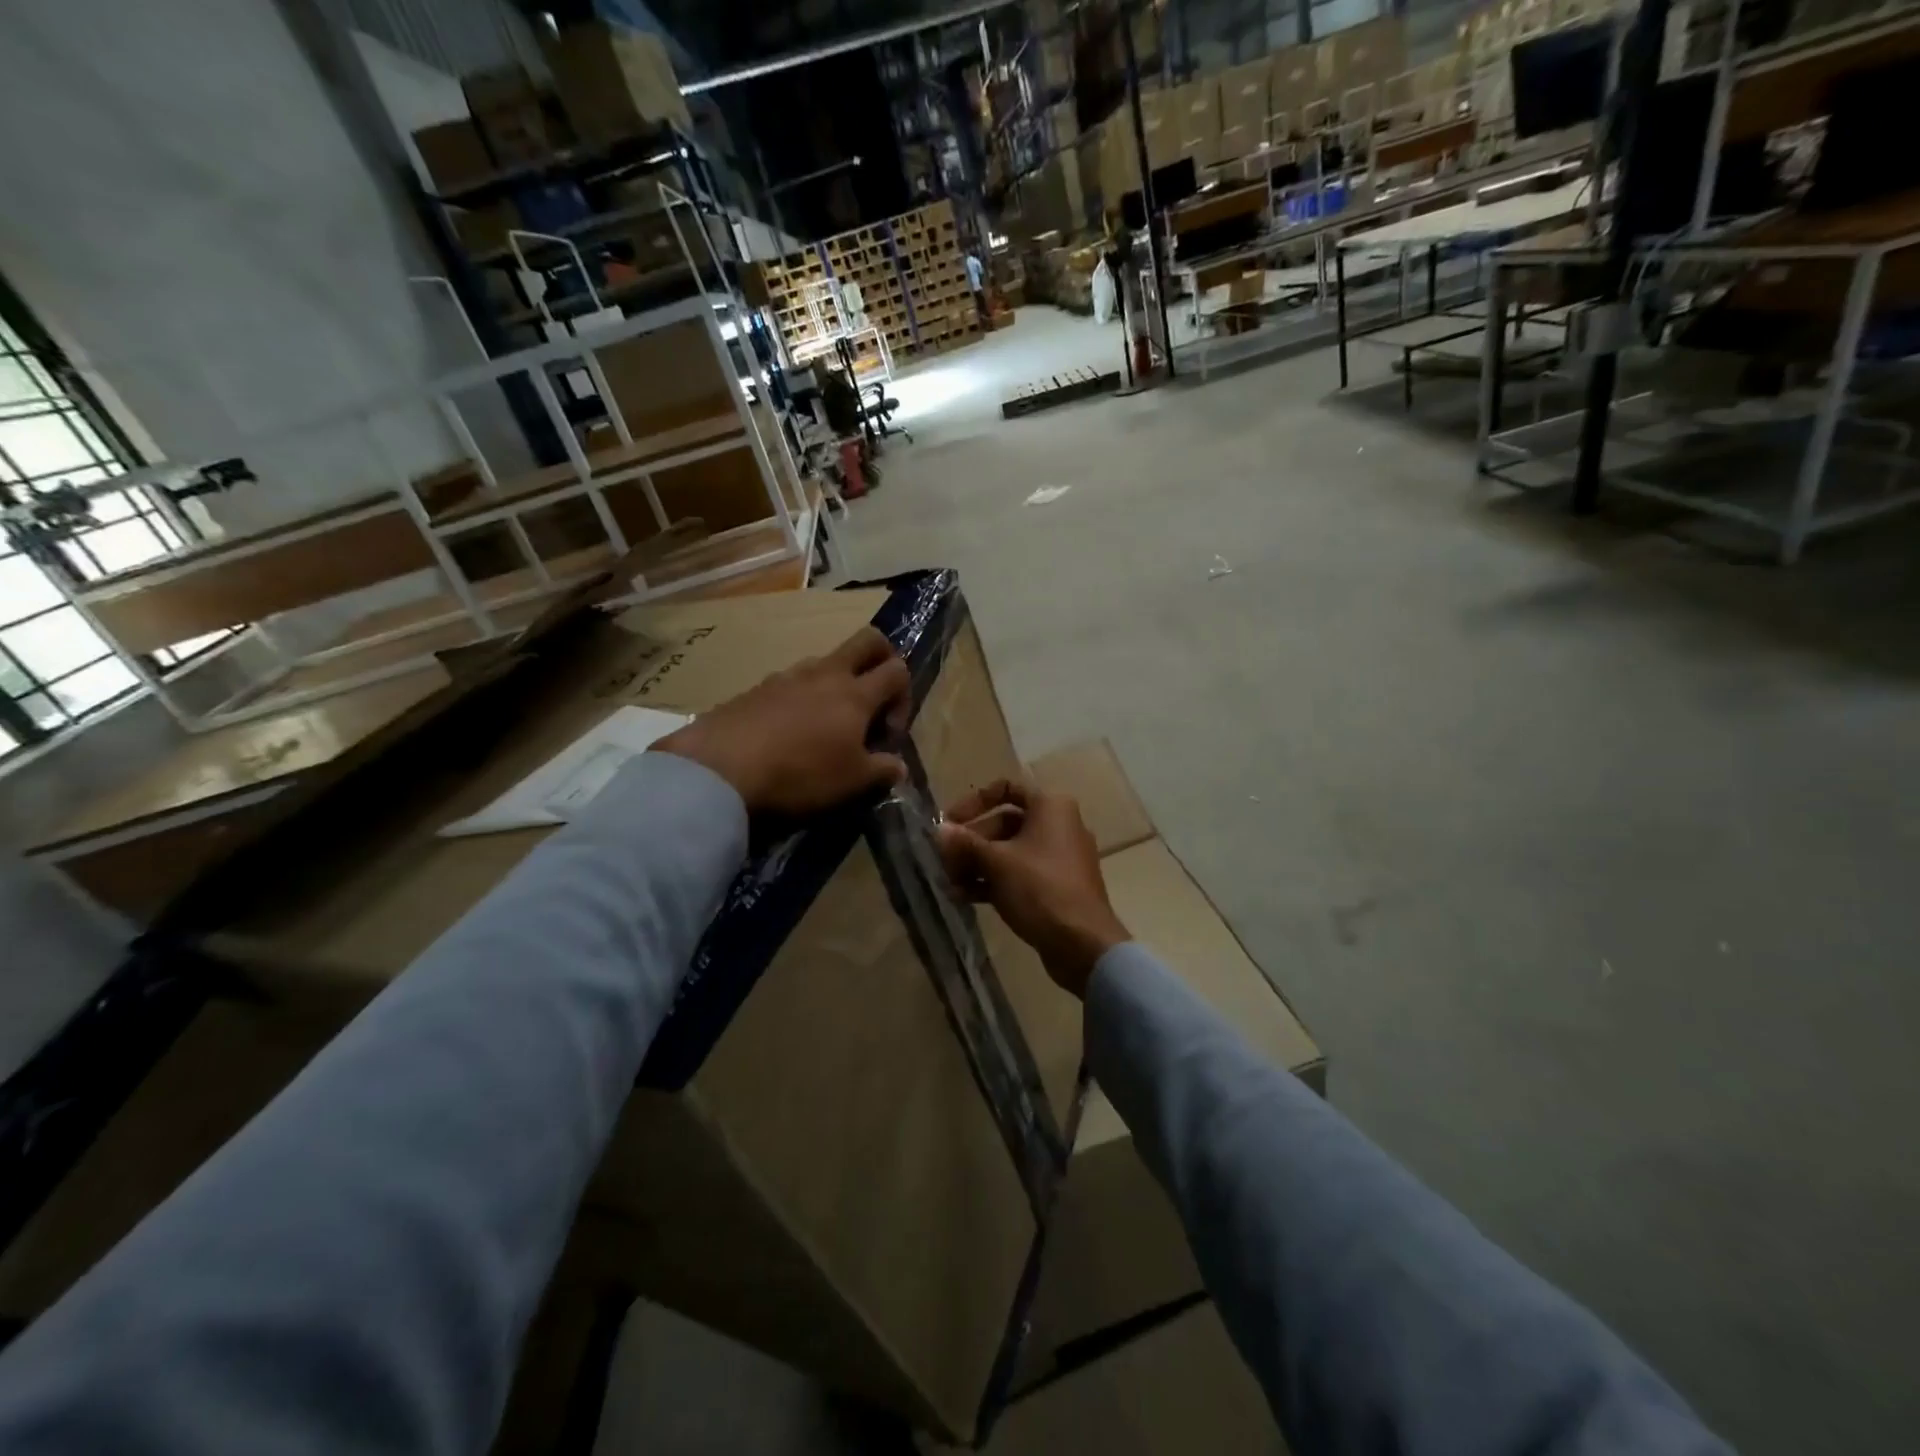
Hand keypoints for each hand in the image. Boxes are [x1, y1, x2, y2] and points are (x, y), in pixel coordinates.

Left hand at [654, 626, 909, 814]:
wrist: (720, 770)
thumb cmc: (800, 774)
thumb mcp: (851, 783)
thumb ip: (882, 770)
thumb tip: (898, 765)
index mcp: (855, 694)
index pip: (897, 670)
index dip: (904, 697)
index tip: (888, 734)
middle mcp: (825, 674)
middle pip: (867, 641)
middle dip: (882, 658)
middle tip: (876, 696)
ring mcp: (787, 676)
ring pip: (825, 663)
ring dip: (836, 685)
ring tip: (825, 728)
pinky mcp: (755, 689)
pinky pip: (791, 683)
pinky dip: (802, 700)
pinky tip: (788, 735)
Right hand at [935, 779, 1128, 998]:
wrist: (1082, 943)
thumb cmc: (1039, 888)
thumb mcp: (996, 862)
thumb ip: (965, 843)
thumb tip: (939, 830)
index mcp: (1050, 807)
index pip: (1006, 789)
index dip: (973, 803)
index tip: (950, 823)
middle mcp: (1059, 825)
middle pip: (1004, 823)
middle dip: (971, 842)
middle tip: (944, 861)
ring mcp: (1060, 857)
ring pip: (1010, 852)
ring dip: (977, 864)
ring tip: (950, 884)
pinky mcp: (1057, 885)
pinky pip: (1020, 874)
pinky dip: (994, 880)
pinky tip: (965, 897)